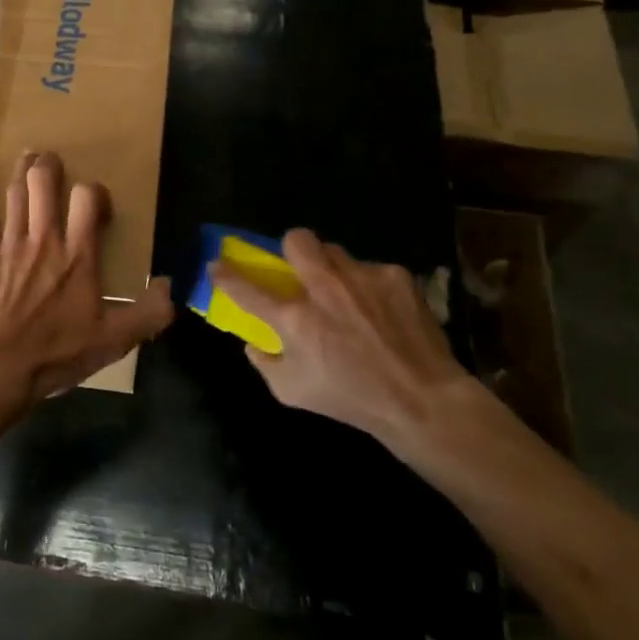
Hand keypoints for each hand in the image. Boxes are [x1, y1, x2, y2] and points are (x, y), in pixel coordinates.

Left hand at [0, 152, 173, 409]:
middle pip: (44, 184)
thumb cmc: (59, 351)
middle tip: (51, 160)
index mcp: (78, 254)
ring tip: (27, 157)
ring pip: (15, 194)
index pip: (87, 199)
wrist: (1, 366)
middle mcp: (44, 238)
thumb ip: (148, 313)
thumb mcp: (114, 340)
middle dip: (48, 166)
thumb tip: (170, 286)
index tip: (94, 203)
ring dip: (21, 171)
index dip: (93, 191)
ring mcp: (10, 244)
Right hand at [211, 229, 470, 460]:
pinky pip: (370, 269)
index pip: (246, 287)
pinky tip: (380, 310)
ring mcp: (361, 277)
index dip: (225, 274)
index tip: (216, 266)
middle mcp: (324, 288)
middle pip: (296, 239)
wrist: (422, 400)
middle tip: (299, 270)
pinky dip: (367, 286)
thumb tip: (254, 342)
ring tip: (346, 294)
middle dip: (290, 248)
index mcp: (295, 318)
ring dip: (331, 268)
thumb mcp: (293, 392)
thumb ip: (265, 363)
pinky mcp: (395, 276)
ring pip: (335, 251)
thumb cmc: (351, 399)